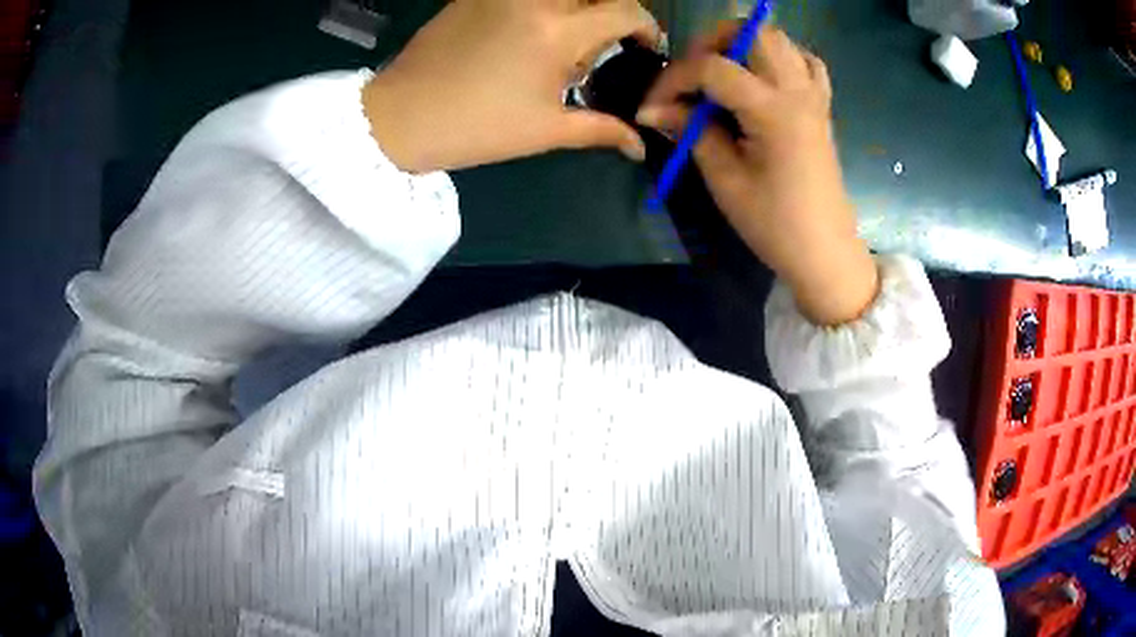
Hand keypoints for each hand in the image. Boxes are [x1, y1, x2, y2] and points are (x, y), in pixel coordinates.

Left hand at [363, 0, 659, 173]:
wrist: (400, 118)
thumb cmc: (476, 128)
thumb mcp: (544, 130)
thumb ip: (600, 129)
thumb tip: (640, 143)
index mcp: (557, 32)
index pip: (626, 12)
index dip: (648, 28)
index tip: (646, 47)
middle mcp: (535, 0)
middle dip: (613, 11)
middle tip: (604, 41)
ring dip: (577, 7)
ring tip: (561, 40)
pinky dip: (542, 6)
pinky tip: (525, 33)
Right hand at [636, 24, 877, 325]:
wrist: (825, 252)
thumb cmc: (774, 224)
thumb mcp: (725, 180)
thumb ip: (692, 132)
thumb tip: (656, 110)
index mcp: (773, 110)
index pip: (712, 69)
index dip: (673, 80)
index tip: (651, 107)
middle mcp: (797, 91)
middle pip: (753, 32)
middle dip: (712, 42)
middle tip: (691, 73)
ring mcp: (815, 96)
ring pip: (780, 39)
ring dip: (745, 44)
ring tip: (723, 71)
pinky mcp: (822, 107)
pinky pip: (806, 62)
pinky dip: (780, 57)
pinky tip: (763, 77)